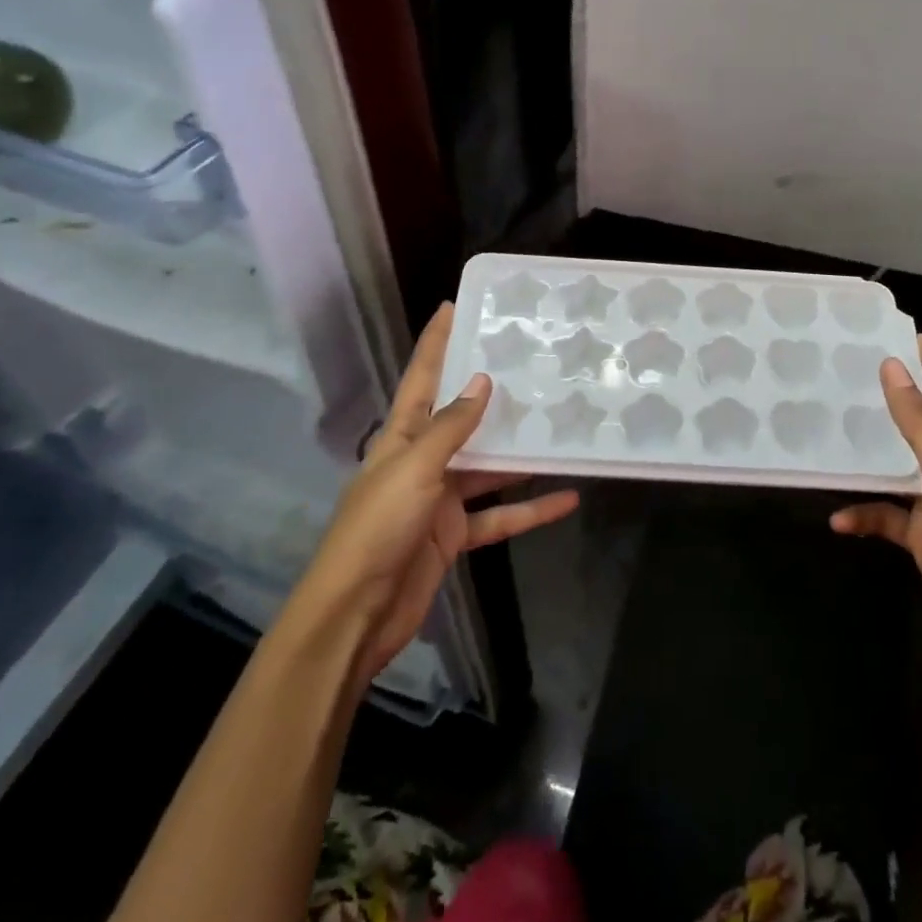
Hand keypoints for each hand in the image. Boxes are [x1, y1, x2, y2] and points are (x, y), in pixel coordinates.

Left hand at [291, 303, 579, 686]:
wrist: (356, 615)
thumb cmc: (378, 529)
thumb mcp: (415, 469)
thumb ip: (451, 427)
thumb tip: (482, 380)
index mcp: (401, 436)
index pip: (421, 377)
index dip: (435, 341)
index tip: (454, 306)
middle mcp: (421, 459)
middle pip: (461, 418)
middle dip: (491, 393)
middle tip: (532, 364)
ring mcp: (439, 498)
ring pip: (488, 467)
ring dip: (521, 455)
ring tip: (561, 428)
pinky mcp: (453, 534)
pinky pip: (498, 515)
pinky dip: (529, 509)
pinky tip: (566, 498)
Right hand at [830, 336, 921, 695]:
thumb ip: (919, 420)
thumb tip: (892, 366)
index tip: (900, 330)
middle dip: (893, 396)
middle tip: (850, 373)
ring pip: (897, 467)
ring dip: (869, 456)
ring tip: (830, 435)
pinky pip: (886, 517)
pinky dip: (863, 516)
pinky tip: (838, 521)